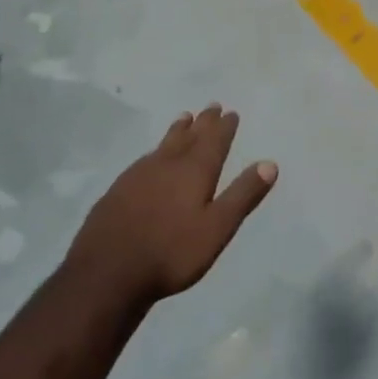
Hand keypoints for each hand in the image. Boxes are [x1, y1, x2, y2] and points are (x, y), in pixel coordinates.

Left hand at [67, 106, 277, 305]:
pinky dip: (155, 151)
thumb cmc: (171, 252)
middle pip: (189, 137)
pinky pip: (144, 159)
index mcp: (194, 171)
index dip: (224, 127)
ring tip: (184, 118)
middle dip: (203, 122)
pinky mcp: (118, 190)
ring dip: (178, 130)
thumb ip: (243, 195)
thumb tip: (270, 164)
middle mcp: (167, 164)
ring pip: (164, 144)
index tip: (231, 112)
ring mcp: (139, 175)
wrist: (107, 272)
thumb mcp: (217, 228)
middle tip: (212, 106)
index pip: (214, 141)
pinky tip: (151, 157)